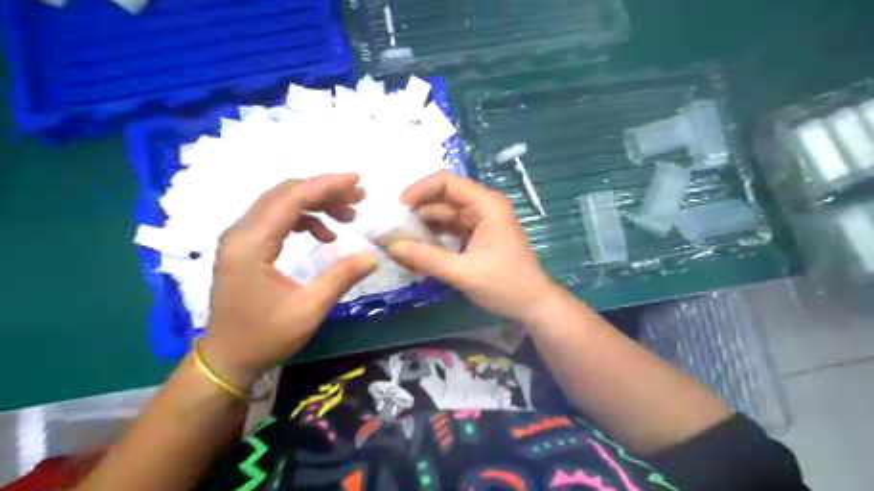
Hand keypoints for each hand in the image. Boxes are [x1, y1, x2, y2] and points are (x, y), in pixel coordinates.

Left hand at [201, 174, 378, 388]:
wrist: (227, 358)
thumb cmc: (265, 336)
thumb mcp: (309, 310)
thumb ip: (341, 277)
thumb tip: (373, 256)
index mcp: (251, 244)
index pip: (291, 199)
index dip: (326, 186)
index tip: (357, 181)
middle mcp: (240, 232)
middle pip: (285, 194)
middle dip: (324, 191)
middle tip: (358, 198)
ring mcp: (240, 238)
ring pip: (281, 203)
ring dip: (316, 204)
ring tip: (348, 216)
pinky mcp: (246, 246)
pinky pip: (277, 218)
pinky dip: (304, 219)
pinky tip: (325, 235)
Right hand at [385, 170, 554, 321]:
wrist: (534, 305)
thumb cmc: (505, 285)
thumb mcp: (463, 273)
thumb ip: (426, 259)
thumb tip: (390, 247)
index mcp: (486, 205)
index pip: (446, 182)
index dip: (419, 190)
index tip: (397, 209)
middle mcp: (483, 206)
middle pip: (443, 197)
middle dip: (417, 210)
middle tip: (391, 227)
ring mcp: (481, 221)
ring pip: (445, 214)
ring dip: (422, 225)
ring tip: (398, 239)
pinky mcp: (477, 236)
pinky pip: (450, 229)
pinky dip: (433, 236)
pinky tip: (416, 248)